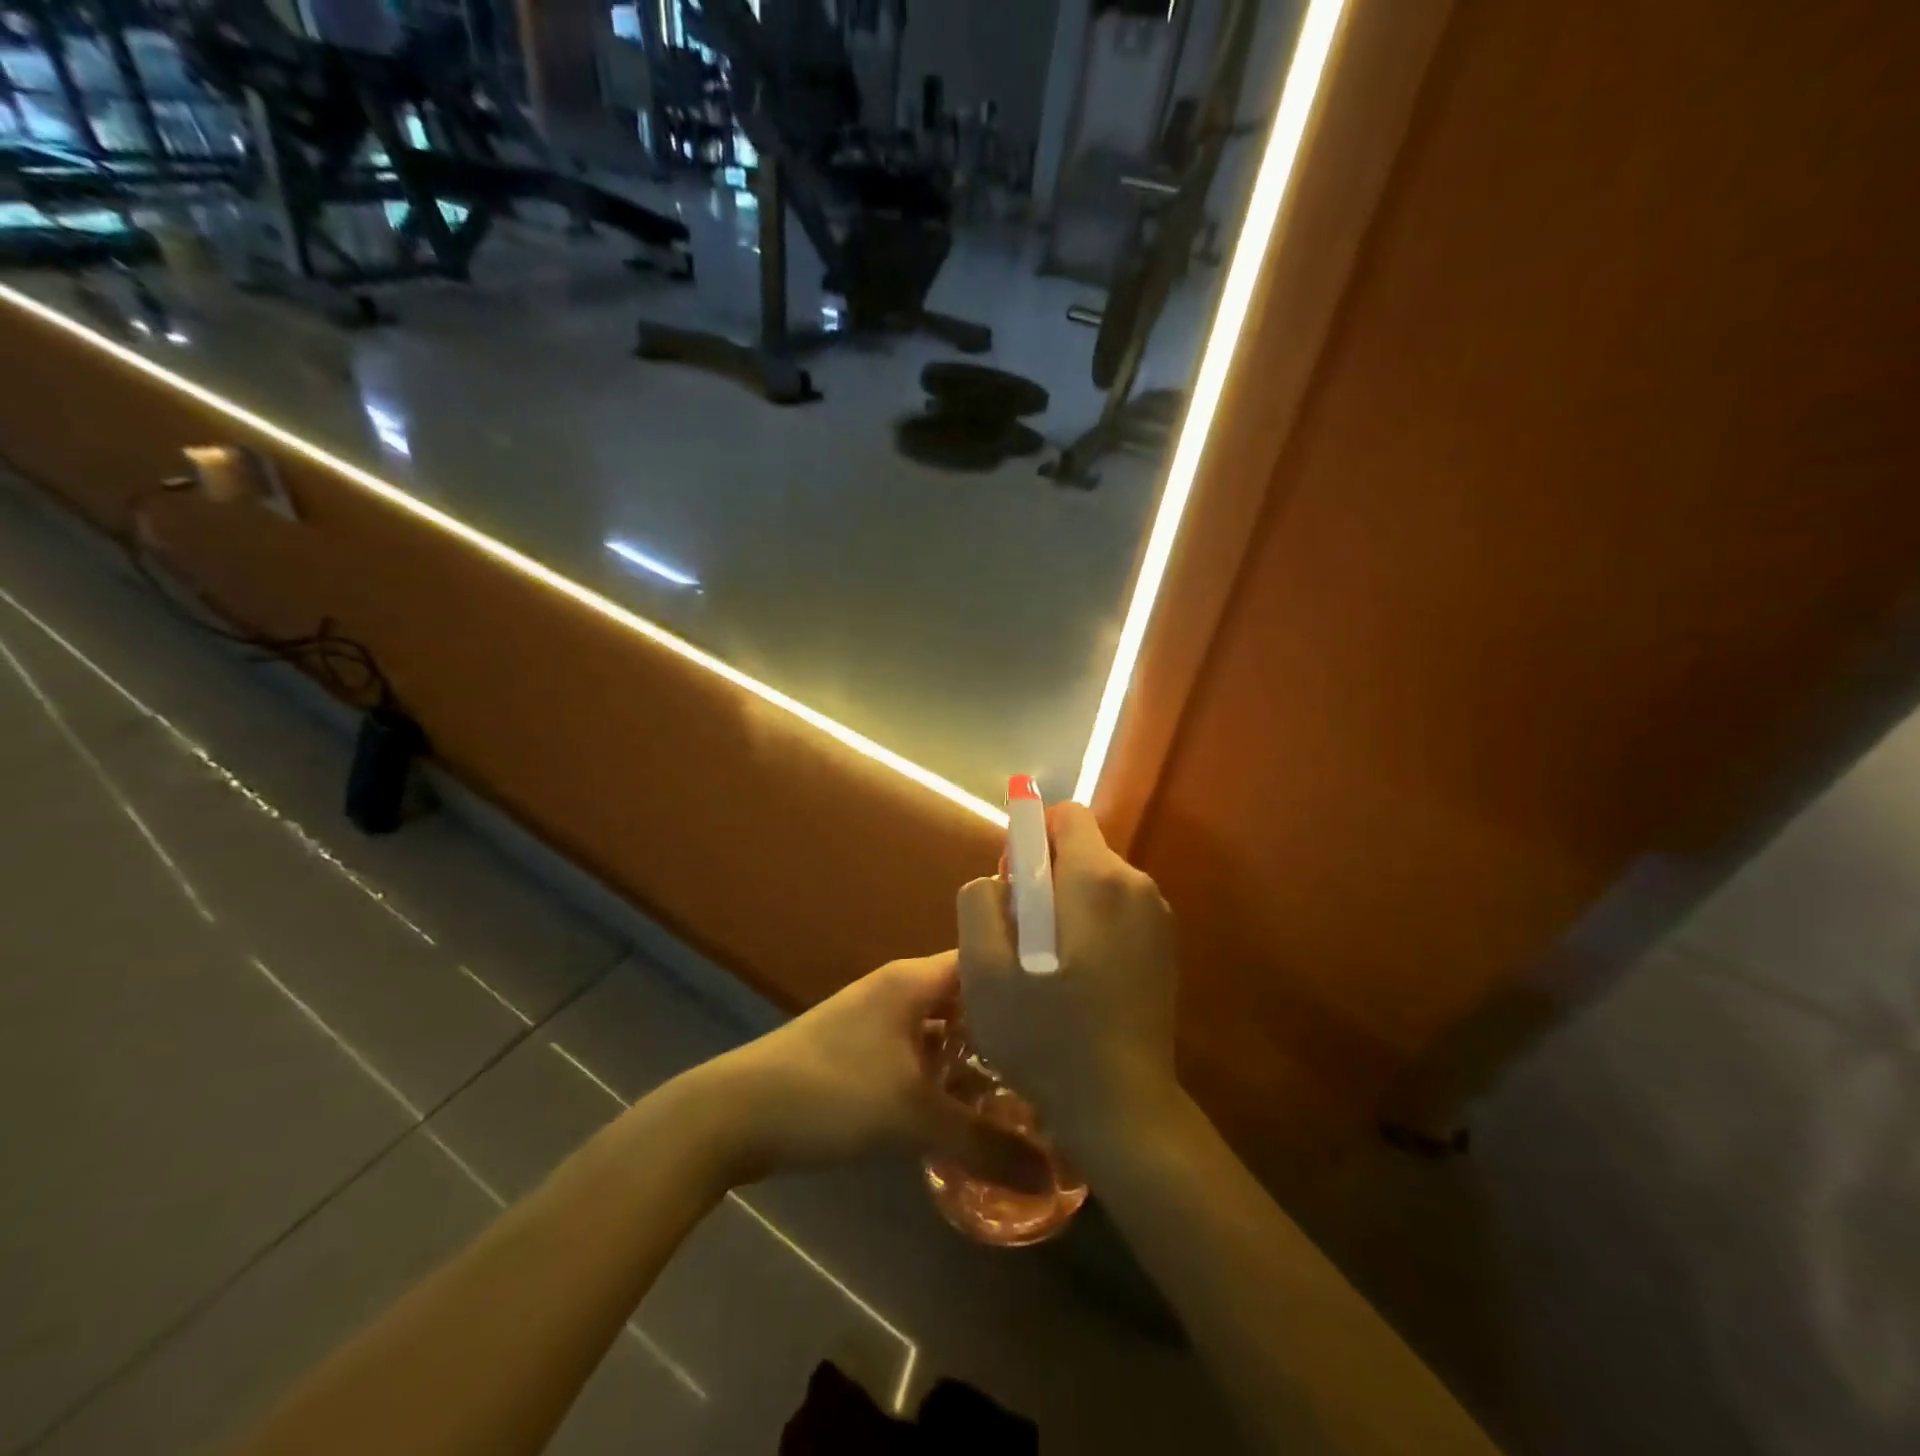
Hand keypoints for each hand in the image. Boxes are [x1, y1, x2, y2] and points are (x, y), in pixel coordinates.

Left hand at [706, 953, 1049, 1188]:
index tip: (1071, 1010)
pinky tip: (968, 1113)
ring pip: (942, 1032)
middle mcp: (899, 989)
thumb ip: (988, 1145)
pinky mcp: (861, 1053)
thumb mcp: (914, 1119)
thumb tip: (1057, 1175)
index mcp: (914, 981)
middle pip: (968, 999)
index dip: (1026, 981)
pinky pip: (919, 1055)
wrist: (736, 1115)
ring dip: (976, 1059)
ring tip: (1027, 1092)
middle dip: (1008, 1030)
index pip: (985, 960)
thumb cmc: (832, 1093)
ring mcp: (877, 1020)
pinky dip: (944, 1077)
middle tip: (1059, 1063)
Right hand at [957, 802, 1181, 1163]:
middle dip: (1043, 880)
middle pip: (1079, 851)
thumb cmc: (1045, 1037)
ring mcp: (1158, 917)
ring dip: (1065, 908)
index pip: (1064, 816)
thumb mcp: (984, 970)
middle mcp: (1137, 884)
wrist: (1123, 1109)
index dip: (1028, 840)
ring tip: (1046, 970)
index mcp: (1097, 878)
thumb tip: (1000, 878)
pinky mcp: (1165, 948)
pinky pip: (1115, 913)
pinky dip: (1090, 930)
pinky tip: (1077, 983)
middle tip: (1020, 941)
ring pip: (1095, 884)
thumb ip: (980, 903)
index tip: (1012, 888)